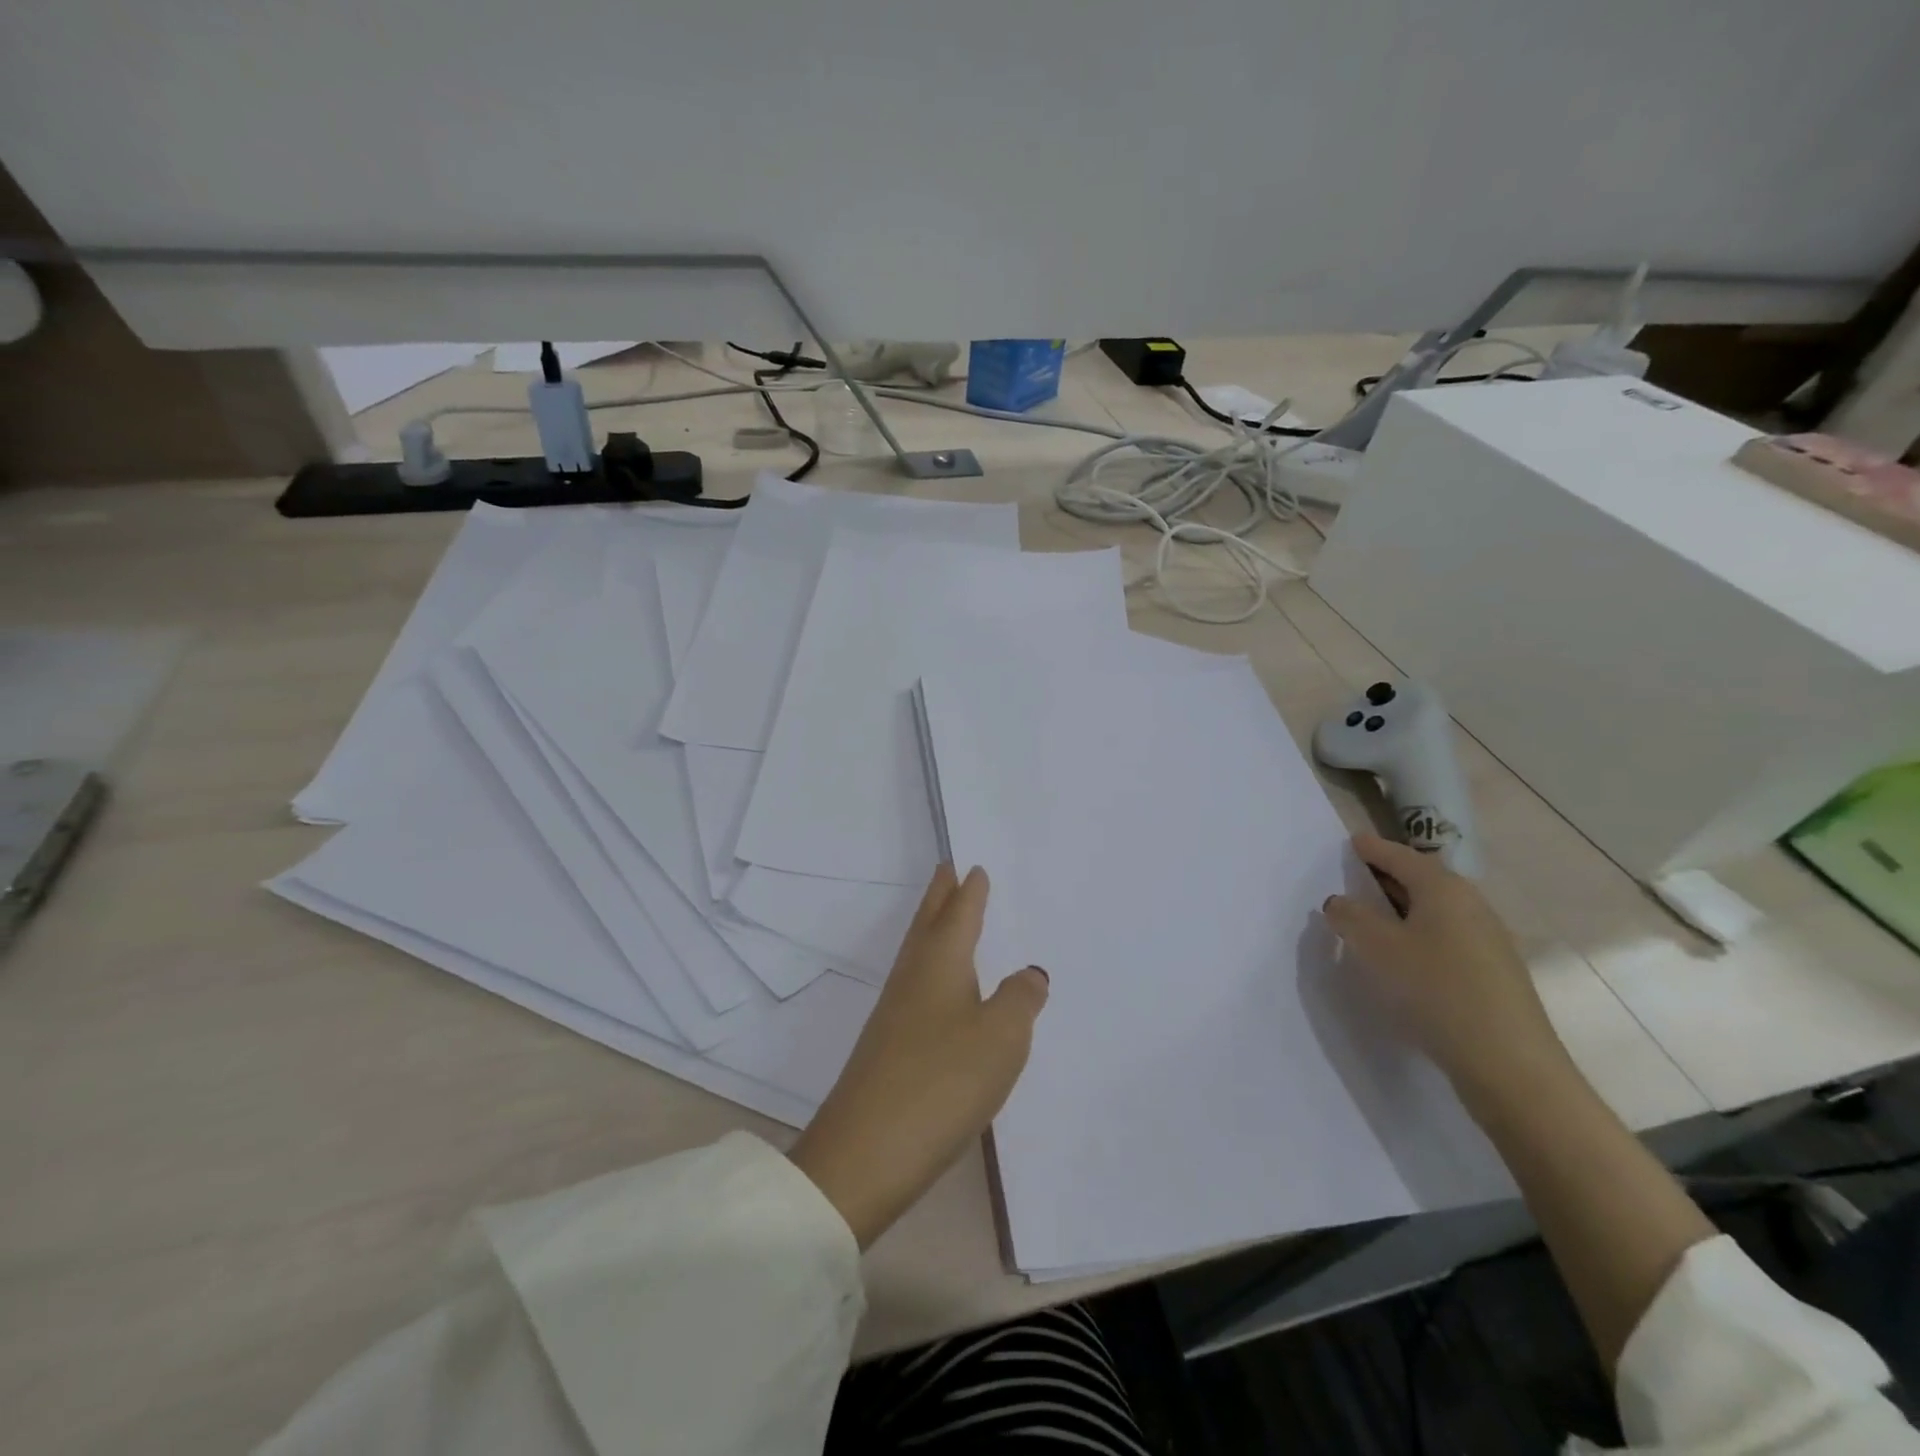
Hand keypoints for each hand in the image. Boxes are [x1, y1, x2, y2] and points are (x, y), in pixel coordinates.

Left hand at [788, 865, 1048, 1248]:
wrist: (867, 1151)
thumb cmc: (943, 1079)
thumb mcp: (1002, 1037)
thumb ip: (1020, 999)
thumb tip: (1029, 972)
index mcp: (941, 960)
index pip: (959, 910)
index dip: (970, 888)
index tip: (972, 863)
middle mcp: (913, 975)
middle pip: (929, 922)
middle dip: (942, 895)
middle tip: (951, 869)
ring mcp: (896, 1010)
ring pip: (920, 952)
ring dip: (935, 929)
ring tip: (950, 918)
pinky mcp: (890, 1044)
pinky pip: (918, 985)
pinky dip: (934, 969)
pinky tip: (944, 989)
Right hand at [1322, 834, 1573, 1106]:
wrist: (1509, 1064)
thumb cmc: (1435, 990)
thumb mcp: (1376, 947)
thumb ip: (1350, 916)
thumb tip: (1340, 902)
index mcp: (1444, 889)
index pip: (1401, 856)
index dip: (1373, 848)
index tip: (1351, 841)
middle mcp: (1471, 906)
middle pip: (1422, 879)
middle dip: (1387, 875)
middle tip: (1354, 876)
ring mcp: (1488, 941)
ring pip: (1435, 910)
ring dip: (1401, 908)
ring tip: (1370, 918)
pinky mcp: (1493, 973)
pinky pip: (1445, 937)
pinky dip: (1417, 935)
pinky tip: (1402, 957)